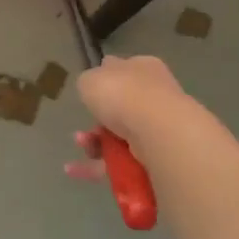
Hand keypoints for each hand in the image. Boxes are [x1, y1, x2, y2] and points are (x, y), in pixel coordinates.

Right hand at [64, 54, 183, 181]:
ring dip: (96, 144)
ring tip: (83, 147)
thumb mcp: (90, 79)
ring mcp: (161, 126)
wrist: (159, 131)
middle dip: (96, 122)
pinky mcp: (160, 155)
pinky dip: (100, 166)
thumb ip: (89, 82)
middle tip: (82, 130)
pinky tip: (78, 171)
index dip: (102, 83)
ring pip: (120, 136)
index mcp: (143, 68)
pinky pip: (124, 160)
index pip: (121, 70)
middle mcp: (156, 94)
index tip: (87, 97)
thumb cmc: (122, 94)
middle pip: (120, 108)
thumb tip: (95, 89)